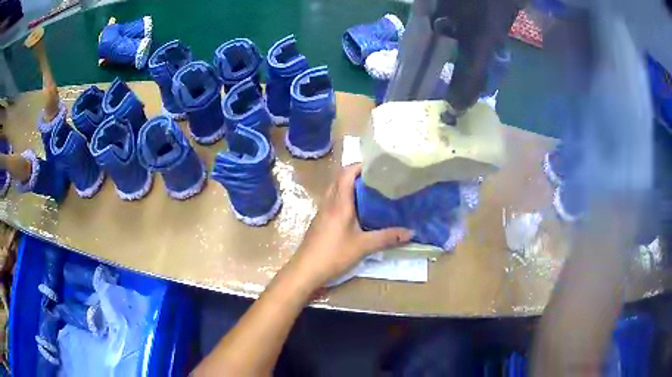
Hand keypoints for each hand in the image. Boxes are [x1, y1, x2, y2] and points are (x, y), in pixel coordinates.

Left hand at [290, 163, 411, 287]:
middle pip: (339, 178)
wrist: (306, 269)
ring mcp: (322, 211)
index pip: (346, 174)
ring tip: (368, 190)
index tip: (376, 165)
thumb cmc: (334, 254)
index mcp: (339, 203)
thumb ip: (387, 238)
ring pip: (334, 189)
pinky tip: (355, 209)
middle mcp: (329, 202)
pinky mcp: (319, 220)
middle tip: (376, 177)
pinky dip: (343, 197)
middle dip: (356, 173)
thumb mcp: (363, 246)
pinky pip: (332, 200)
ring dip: (348, 184)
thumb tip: (410, 232)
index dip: (360, 165)